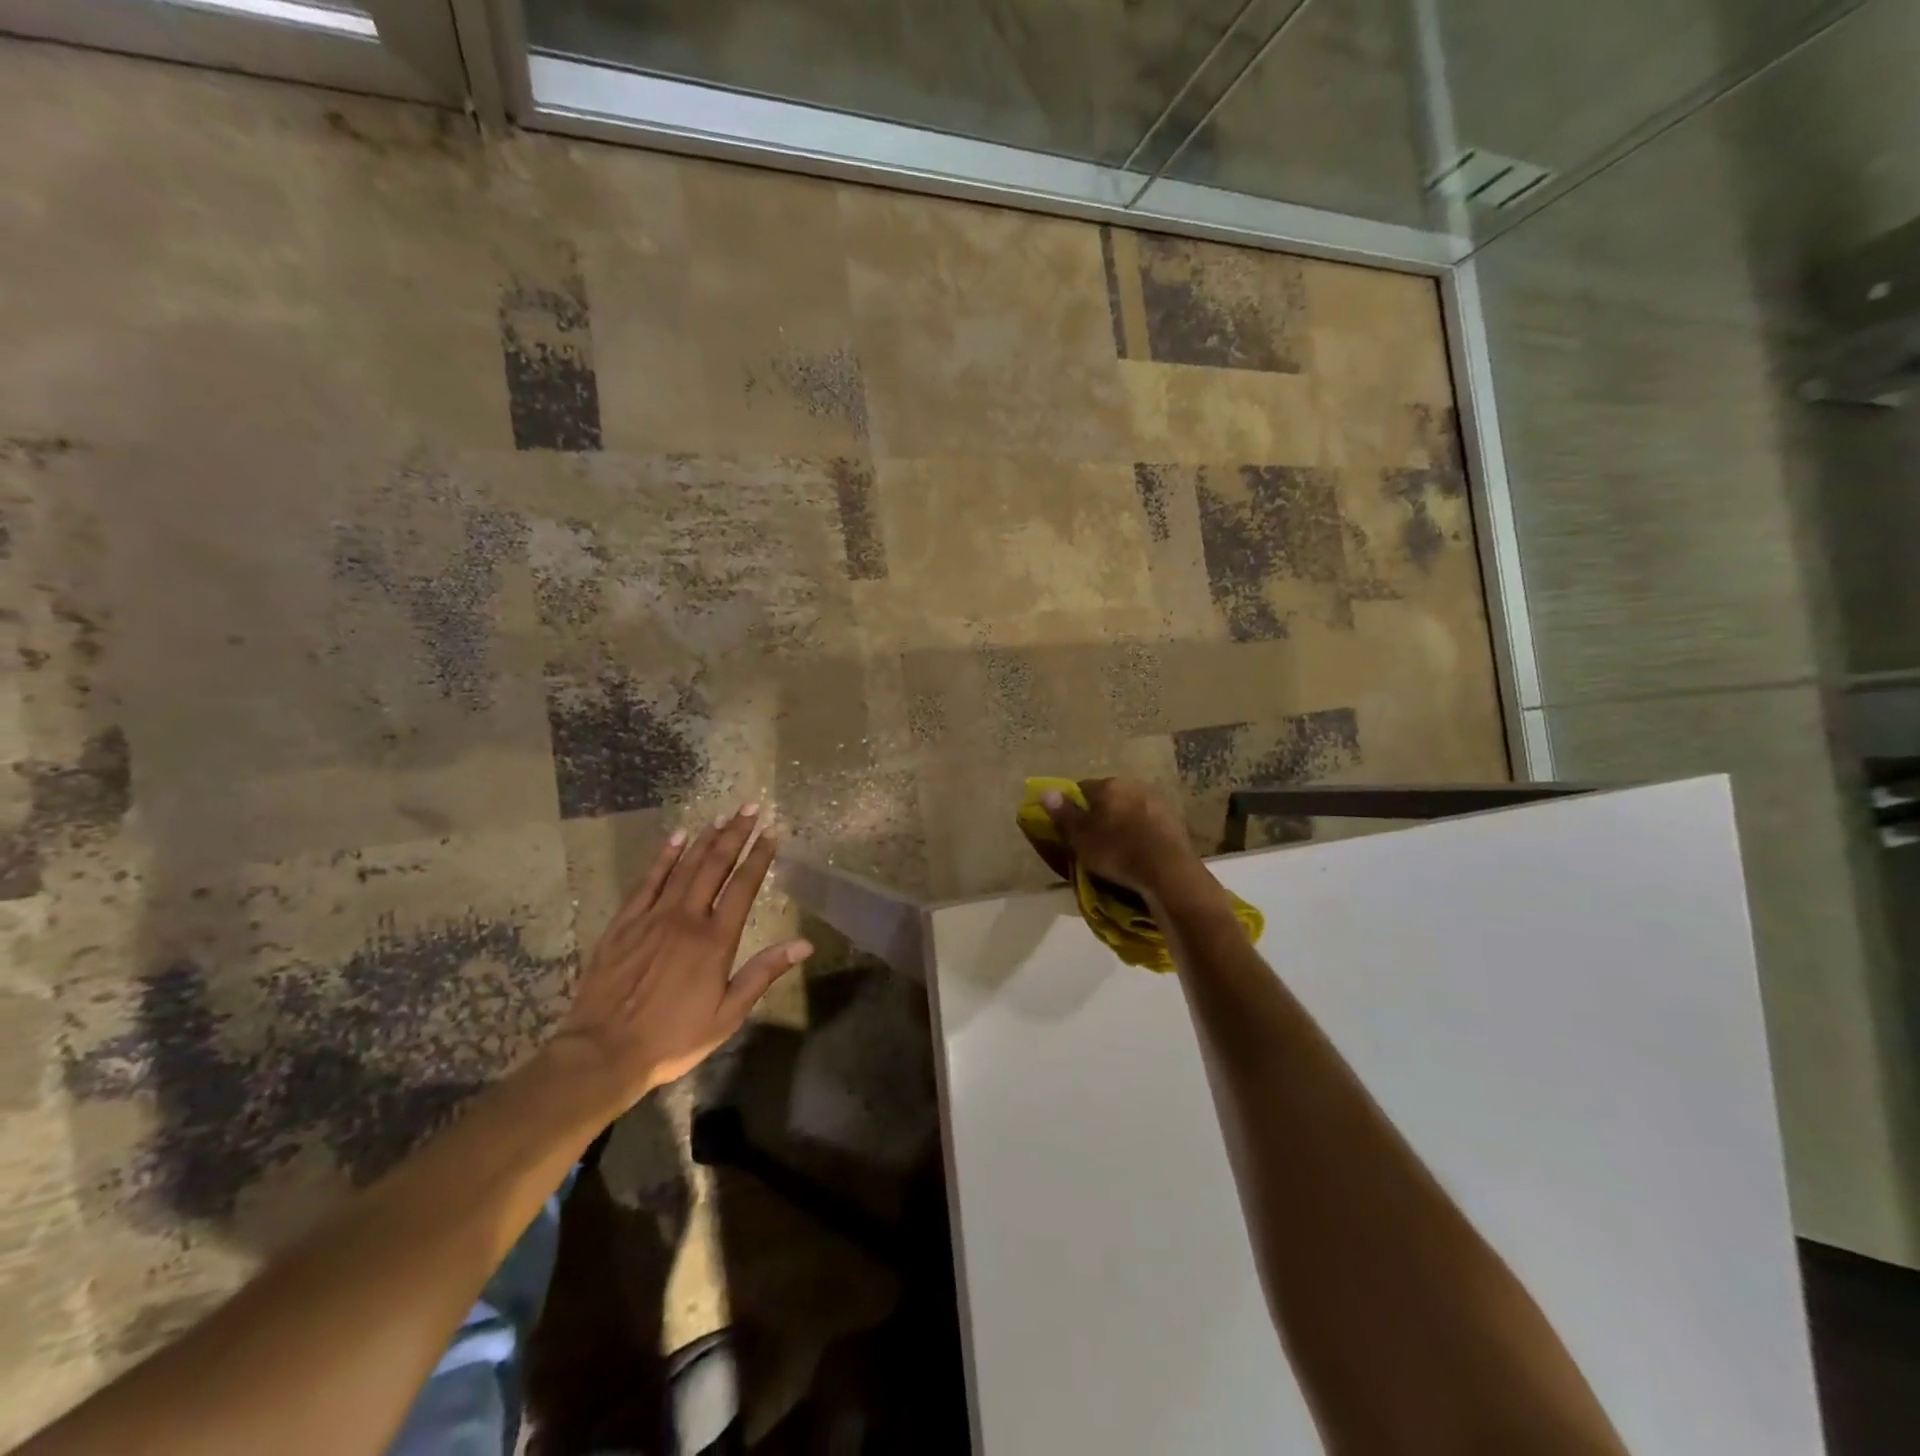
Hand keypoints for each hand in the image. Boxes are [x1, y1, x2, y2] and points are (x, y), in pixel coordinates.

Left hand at [550, 805, 811, 1105]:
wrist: (603, 1052)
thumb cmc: (673, 1037)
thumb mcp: (728, 1014)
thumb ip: (763, 973)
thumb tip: (804, 944)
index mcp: (715, 940)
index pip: (743, 886)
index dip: (759, 857)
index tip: (771, 833)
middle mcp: (686, 918)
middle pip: (715, 865)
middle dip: (735, 834)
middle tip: (750, 808)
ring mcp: (652, 917)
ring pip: (684, 866)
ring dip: (705, 839)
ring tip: (722, 816)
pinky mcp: (624, 923)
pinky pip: (648, 881)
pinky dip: (663, 857)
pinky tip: (675, 838)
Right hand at [1041, 778, 1211, 902]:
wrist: (1168, 870)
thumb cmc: (1116, 851)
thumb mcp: (1081, 836)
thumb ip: (1064, 813)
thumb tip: (1046, 791)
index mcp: (1108, 785)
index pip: (1081, 789)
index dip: (1073, 808)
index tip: (1070, 828)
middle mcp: (1134, 785)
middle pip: (1108, 798)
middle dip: (1100, 814)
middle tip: (1092, 840)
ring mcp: (1157, 802)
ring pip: (1130, 809)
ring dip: (1122, 823)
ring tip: (1117, 849)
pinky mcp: (1175, 821)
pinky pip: (1148, 824)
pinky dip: (1140, 834)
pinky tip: (1138, 852)